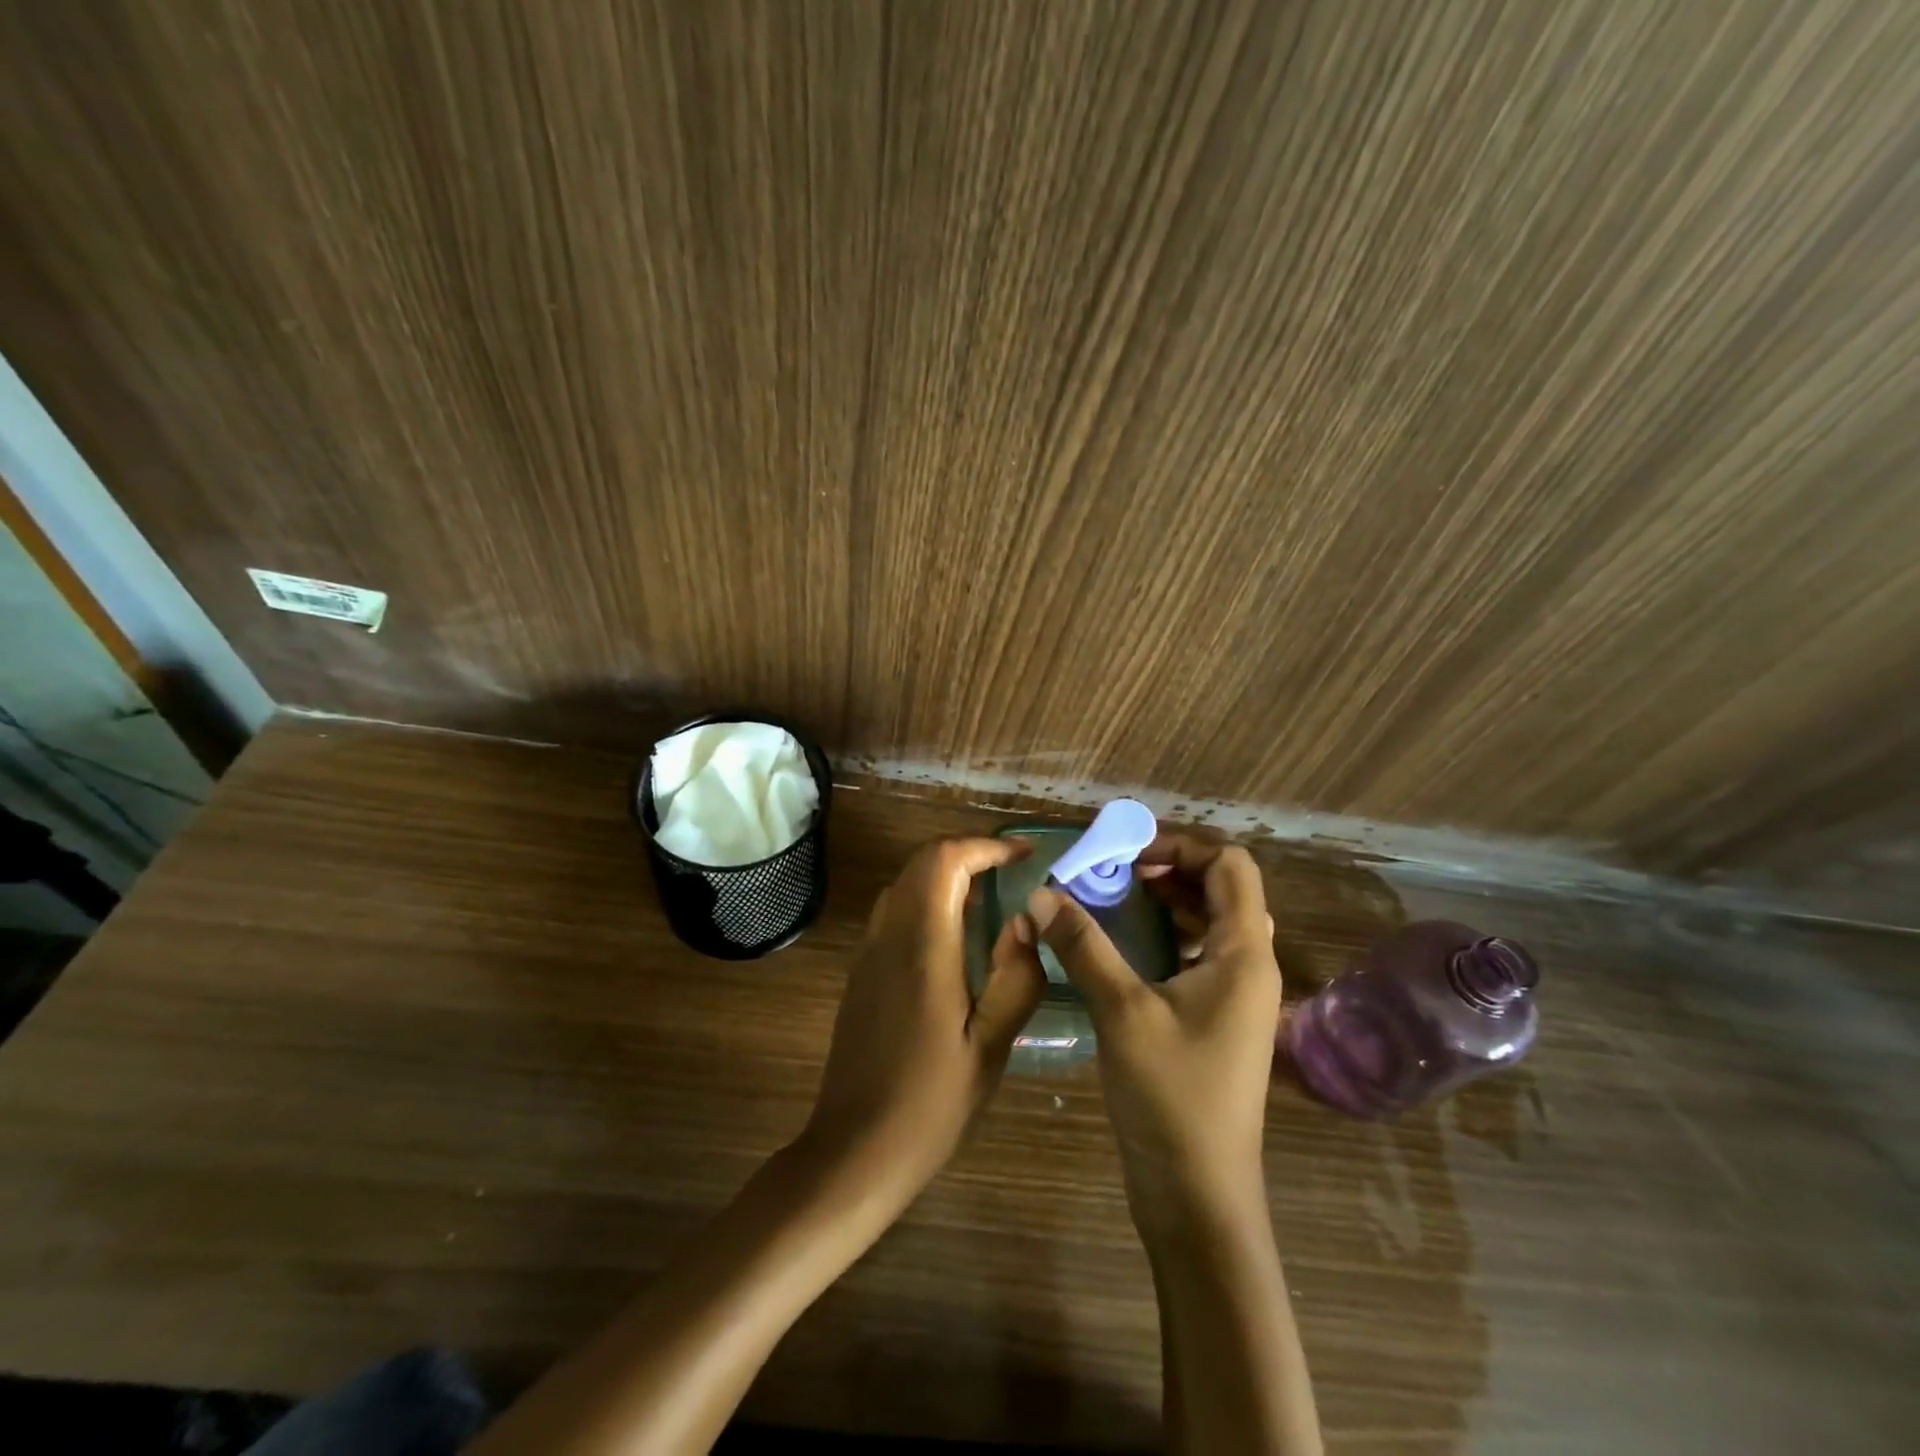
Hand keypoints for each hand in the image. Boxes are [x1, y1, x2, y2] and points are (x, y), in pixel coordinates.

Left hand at [796, 837, 1045, 1211]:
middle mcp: (889, 936)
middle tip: (1011, 870)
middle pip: (921, 862)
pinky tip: (955, 934)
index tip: (1023, 856)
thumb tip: (1026, 920)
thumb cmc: (931, 1103)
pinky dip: (927, 898)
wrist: (855, 1149)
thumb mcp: (990, 1047)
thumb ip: (1016, 978)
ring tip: (990, 895)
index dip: (985, 846)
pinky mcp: (862, 971)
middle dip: (967, 853)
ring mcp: (869, 952)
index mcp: (923, 947)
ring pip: (904, 883)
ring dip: (945, 873)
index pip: (944, 861)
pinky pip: (894, 910)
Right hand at [1027, 834, 1279, 1219]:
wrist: (1199, 1198)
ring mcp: (1234, 995)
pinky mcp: (1215, 1019)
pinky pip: (1195, 954)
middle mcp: (1249, 966)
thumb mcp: (1121, 1011)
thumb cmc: (1171, 1098)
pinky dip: (1162, 934)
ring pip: (1207, 922)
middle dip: (1167, 868)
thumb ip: (1082, 945)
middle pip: (1220, 889)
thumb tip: (1041, 893)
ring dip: (1163, 900)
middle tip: (1110, 869)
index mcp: (1244, 954)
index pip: (1230, 866)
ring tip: (1109, 895)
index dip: (1181, 845)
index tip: (1125, 851)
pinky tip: (1119, 943)